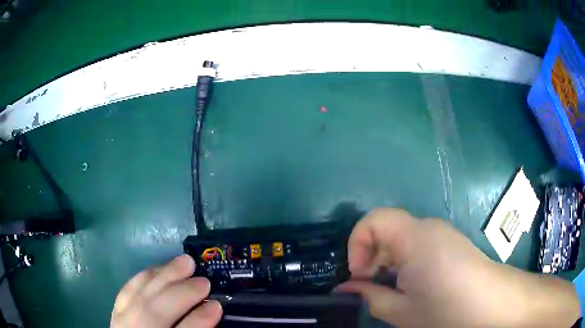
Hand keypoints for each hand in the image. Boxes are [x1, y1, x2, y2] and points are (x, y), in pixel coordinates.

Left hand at [111, 254, 221, 327]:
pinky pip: (127, 290)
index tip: (216, 305)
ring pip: (141, 296)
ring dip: (164, 276)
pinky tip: (158, 269)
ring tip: (185, 262)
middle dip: (183, 293)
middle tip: (204, 281)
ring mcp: (122, 322)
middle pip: (157, 312)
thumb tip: (210, 312)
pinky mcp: (115, 312)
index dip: (200, 320)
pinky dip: (144, 277)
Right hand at [336, 208, 579, 327]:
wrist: (495, 305)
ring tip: (394, 289)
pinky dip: (406, 261)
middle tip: (373, 287)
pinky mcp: (451, 242)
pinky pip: (418, 244)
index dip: (357, 244)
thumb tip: (348, 289)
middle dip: (372, 257)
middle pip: (387, 228)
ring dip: (388, 261)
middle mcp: (428, 227)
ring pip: (402, 237)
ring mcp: (442, 233)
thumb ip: (371, 297)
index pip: (373, 220)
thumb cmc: (448, 310)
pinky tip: (414, 285)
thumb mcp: (402, 311)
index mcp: (415, 239)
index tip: (360, 274)